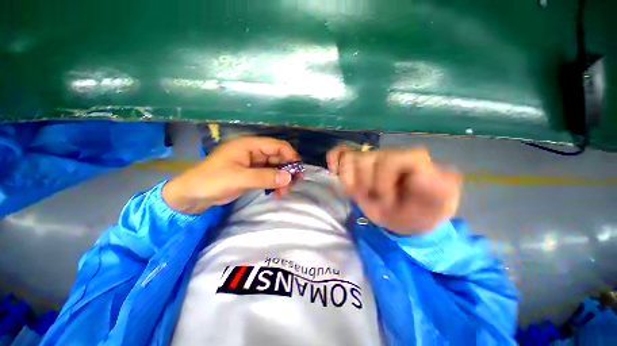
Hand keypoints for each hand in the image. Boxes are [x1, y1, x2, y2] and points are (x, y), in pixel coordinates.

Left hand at [163, 137, 299, 213]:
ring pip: (275, 167)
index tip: (298, 170)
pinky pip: (269, 176)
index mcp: (249, 145)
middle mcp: (254, 152)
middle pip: (278, 157)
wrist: (192, 195)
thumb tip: (289, 178)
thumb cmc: (212, 181)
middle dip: (287, 170)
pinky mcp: (252, 174)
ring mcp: (253, 163)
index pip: (276, 145)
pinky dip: (275, 183)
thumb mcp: (239, 178)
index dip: (290, 155)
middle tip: (293, 184)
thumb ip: (265, 177)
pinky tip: (276, 193)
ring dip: (282, 179)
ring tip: (283, 192)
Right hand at [327, 145, 461, 235]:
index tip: (387, 201)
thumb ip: (442, 189)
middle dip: (368, 187)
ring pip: (350, 159)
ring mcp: (370, 159)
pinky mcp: (356, 166)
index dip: (383, 183)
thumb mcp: (441, 206)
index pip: (389, 160)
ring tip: (361, 195)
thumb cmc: (423, 212)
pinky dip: (335, 159)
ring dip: (352, 182)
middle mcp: (388, 154)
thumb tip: (425, 174)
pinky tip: (334, 171)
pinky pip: (340, 154)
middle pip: (365, 160)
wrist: (408, 218)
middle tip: (378, 202)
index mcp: (411, 159)